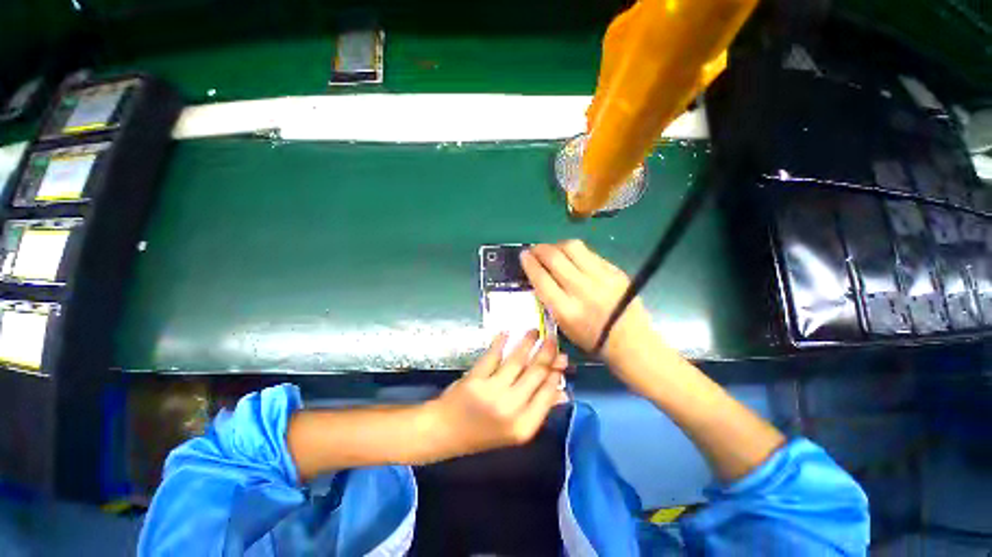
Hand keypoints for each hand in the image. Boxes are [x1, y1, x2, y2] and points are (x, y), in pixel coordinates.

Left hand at [421, 331, 565, 460]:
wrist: (445, 433)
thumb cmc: (483, 434)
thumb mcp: (515, 430)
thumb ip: (539, 410)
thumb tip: (563, 392)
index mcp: (524, 426)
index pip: (548, 392)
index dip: (556, 372)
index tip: (561, 356)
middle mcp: (510, 408)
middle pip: (536, 372)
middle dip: (547, 352)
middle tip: (551, 338)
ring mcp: (492, 391)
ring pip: (517, 360)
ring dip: (528, 342)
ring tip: (534, 331)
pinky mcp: (475, 378)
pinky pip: (493, 355)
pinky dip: (500, 342)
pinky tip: (507, 332)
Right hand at [520, 240, 656, 366]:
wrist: (631, 341)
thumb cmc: (592, 339)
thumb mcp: (563, 326)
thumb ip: (549, 300)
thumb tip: (540, 275)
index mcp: (566, 310)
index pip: (541, 278)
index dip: (529, 263)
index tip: (523, 255)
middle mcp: (582, 290)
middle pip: (554, 258)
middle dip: (539, 249)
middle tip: (535, 249)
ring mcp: (601, 277)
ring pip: (572, 247)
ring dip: (556, 245)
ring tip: (552, 249)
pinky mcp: (614, 270)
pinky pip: (589, 253)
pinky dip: (575, 252)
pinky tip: (572, 256)